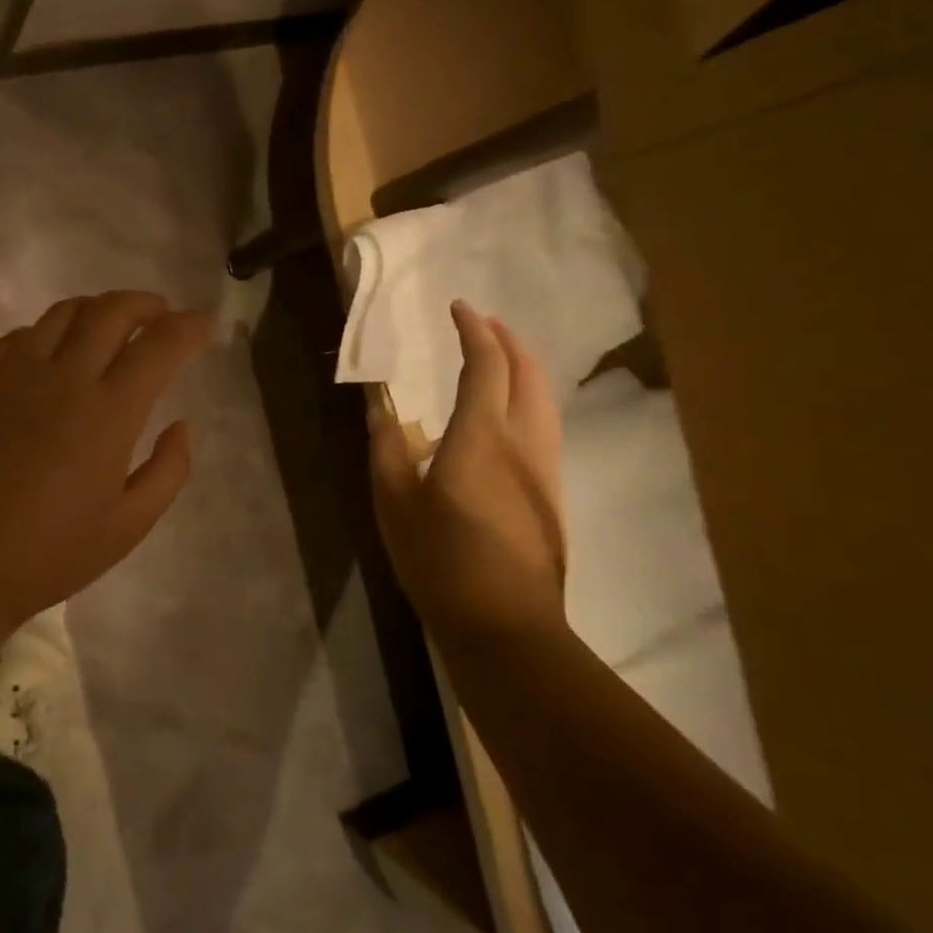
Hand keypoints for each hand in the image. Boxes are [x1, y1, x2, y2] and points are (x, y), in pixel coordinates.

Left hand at [0, 291, 210, 640]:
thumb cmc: (50, 553)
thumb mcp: (129, 525)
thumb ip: (168, 471)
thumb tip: (181, 425)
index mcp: (108, 413)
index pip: (158, 346)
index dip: (187, 328)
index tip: (203, 325)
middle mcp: (64, 377)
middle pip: (110, 311)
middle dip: (145, 304)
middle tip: (160, 315)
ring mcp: (15, 374)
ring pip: (64, 313)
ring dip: (98, 308)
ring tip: (112, 325)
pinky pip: (22, 335)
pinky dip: (51, 330)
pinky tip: (56, 352)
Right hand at [369, 300, 567, 648]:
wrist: (504, 623)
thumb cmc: (439, 559)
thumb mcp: (394, 502)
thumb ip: (387, 448)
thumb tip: (381, 408)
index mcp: (481, 436)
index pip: (486, 365)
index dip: (474, 331)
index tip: (458, 309)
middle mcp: (522, 442)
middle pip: (527, 374)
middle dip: (508, 341)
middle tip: (483, 324)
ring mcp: (544, 468)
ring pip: (543, 400)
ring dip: (523, 369)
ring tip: (499, 360)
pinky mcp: (551, 494)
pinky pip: (544, 426)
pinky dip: (528, 399)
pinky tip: (508, 415)